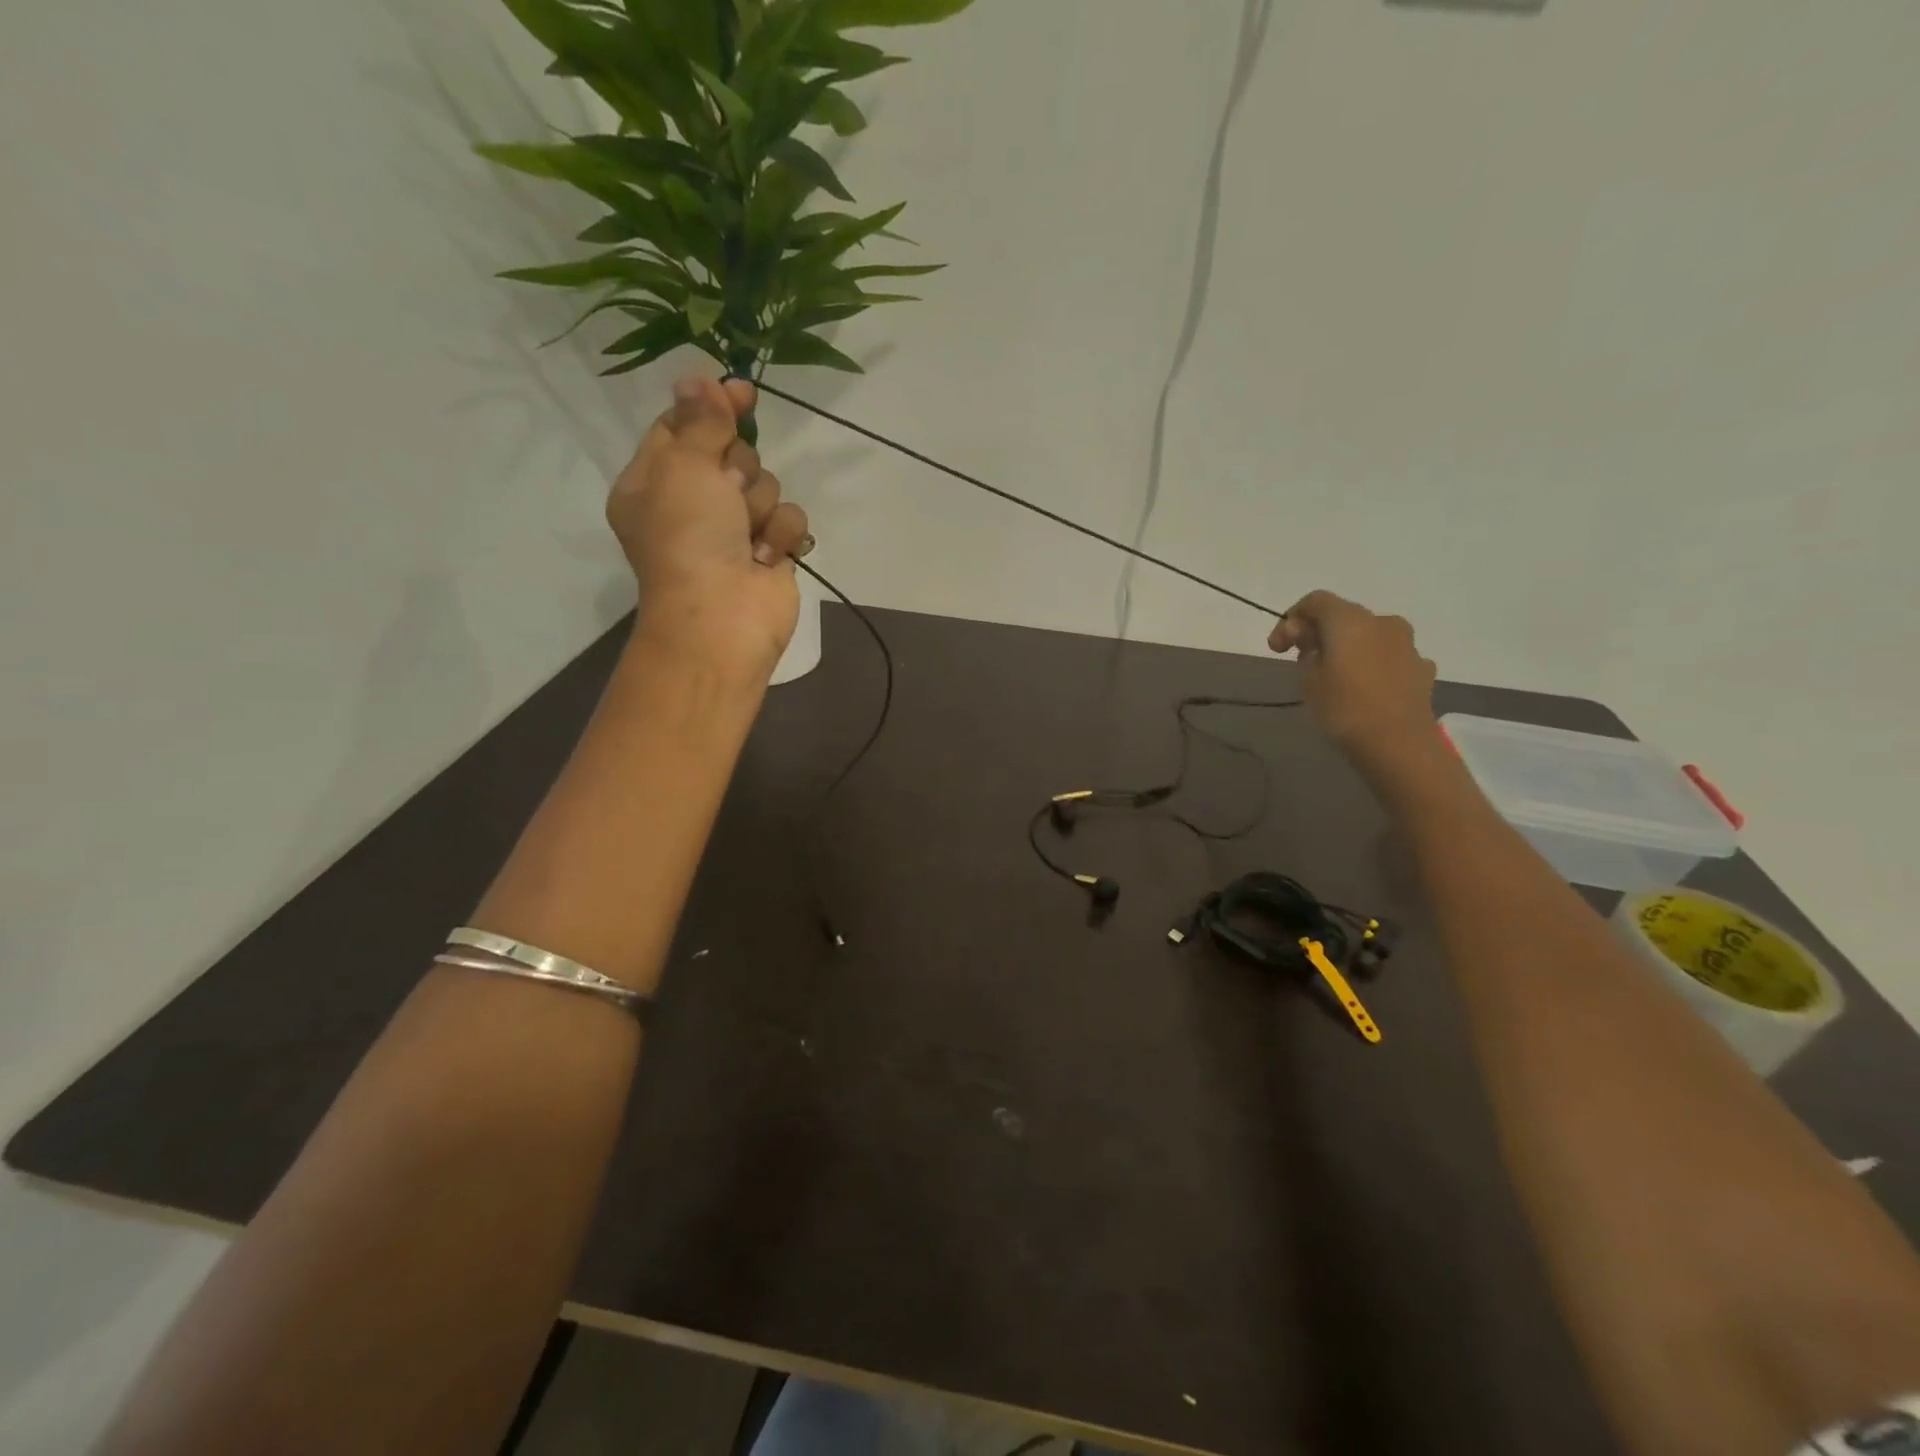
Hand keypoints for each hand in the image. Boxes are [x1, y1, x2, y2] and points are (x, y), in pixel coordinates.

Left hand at [608, 375, 812, 673]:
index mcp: (653, 481)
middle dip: (739, 468)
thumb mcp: (683, 465)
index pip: (682, 426)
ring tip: (746, 536)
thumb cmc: (689, 538)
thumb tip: (699, 377)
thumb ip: (700, 419)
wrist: (723, 617)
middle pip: (732, 453)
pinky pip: (788, 519)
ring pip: (766, 484)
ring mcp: (733, 530)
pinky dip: (780, 535)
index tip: (741, 392)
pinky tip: (766, 557)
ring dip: (759, 506)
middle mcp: (692, 503)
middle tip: (727, 493)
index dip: (710, 407)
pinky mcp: (769, 551)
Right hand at [1267, 590, 1437, 763]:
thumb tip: (1317, 647)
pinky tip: (1364, 686)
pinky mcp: (1422, 669)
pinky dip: (1372, 664)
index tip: (1278, 648)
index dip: (1290, 619)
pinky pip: (1389, 657)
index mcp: (1350, 620)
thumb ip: (1307, 654)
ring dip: (1349, 648)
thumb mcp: (1308, 680)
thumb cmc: (1344, 707)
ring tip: (1335, 674)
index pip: (1315, 601)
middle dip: (1320, 633)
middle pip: (1344, 616)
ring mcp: (1407, 645)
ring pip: (1370, 636)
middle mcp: (1382, 622)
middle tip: (1302, 658)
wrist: (1398, 743)